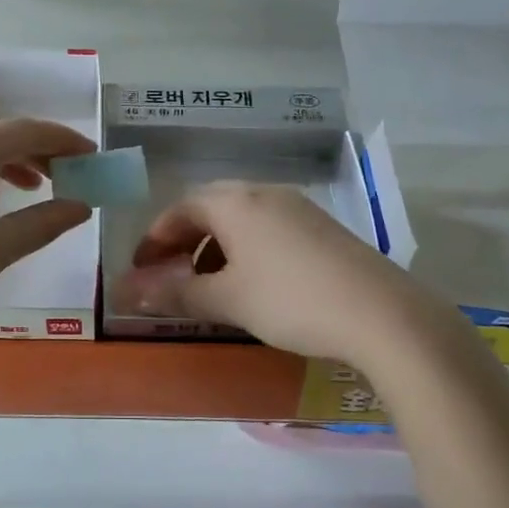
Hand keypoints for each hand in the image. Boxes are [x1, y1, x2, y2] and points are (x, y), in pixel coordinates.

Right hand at [112, 182, 432, 369]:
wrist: (382, 314)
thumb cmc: (290, 300)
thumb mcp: (226, 299)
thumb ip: (174, 292)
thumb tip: (126, 291)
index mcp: (235, 202)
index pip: (180, 209)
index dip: (154, 239)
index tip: (140, 270)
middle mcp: (264, 193)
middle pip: (209, 207)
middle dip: (183, 240)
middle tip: (170, 273)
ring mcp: (298, 208)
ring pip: (240, 218)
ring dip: (214, 245)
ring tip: (209, 284)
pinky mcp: (322, 228)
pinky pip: (267, 228)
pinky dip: (245, 249)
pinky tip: (252, 283)